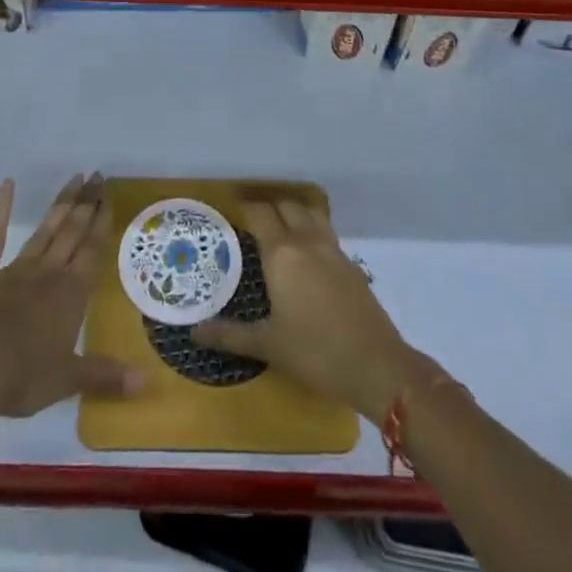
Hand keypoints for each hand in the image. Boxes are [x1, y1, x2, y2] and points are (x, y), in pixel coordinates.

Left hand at [0, 173, 144, 418]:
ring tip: (75, 178)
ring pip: (45, 230)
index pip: (92, 250)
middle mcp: (49, 273)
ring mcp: (16, 270)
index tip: (109, 195)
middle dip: (87, 204)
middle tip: (97, 176)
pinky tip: (7, 185)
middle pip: (72, 232)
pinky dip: (0, 210)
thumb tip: (146, 384)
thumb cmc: (24, 376)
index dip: (102, 222)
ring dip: (61, 204)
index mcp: (71, 294)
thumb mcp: (69, 380)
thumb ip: (106, 375)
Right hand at [191, 194, 431, 421]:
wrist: (376, 365)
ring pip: (310, 213)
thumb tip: (194, 333)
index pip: (260, 214)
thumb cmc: (315, 352)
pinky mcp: (350, 264)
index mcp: (282, 253)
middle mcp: (306, 241)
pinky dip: (311, 228)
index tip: (230, 208)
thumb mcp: (268, 345)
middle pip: (286, 206)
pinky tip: (305, 251)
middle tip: (250, 217)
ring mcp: (332, 249)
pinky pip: (325, 231)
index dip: (245, 206)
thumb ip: (229, 335)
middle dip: (268, 206)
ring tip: (278, 225)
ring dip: (293, 211)